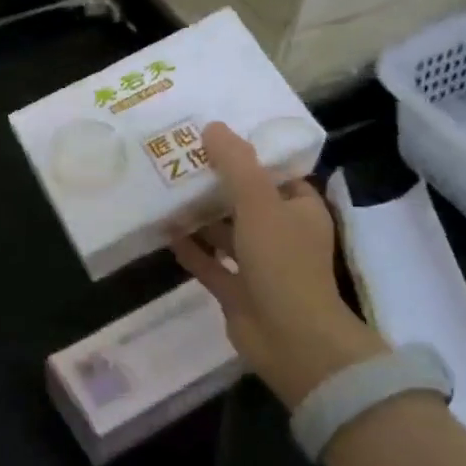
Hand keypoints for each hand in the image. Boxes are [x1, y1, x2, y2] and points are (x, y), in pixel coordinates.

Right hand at [170, 122, 384, 408]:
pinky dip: (191, 248)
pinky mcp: (238, 291)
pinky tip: (165, 231)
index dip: (246, 156)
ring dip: (200, 216)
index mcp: (300, 210)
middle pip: (245, 201)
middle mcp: (282, 235)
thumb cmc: (282, 263)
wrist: (290, 339)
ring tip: (165, 191)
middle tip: (180, 161)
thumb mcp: (259, 203)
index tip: (213, 139)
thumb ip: (235, 164)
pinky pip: (211, 263)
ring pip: (226, 233)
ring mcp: (260, 266)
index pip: (274, 174)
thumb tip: (212, 127)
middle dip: (215, 184)